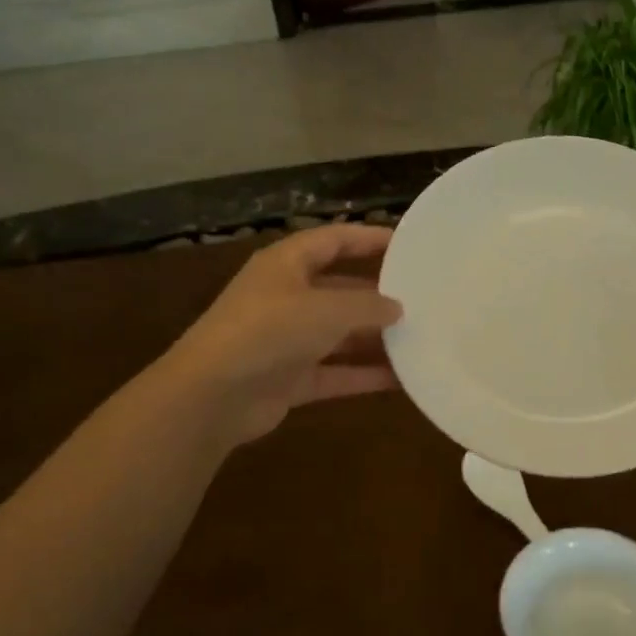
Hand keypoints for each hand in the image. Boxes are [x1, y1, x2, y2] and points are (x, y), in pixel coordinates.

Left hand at [159, 224, 403, 445]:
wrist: (213, 395)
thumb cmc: (269, 331)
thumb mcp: (326, 309)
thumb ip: (368, 306)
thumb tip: (397, 308)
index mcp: (286, 264)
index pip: (333, 240)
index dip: (368, 239)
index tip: (407, 244)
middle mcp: (286, 297)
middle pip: (339, 289)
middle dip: (377, 295)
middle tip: (422, 300)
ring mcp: (286, 340)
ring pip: (339, 334)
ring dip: (374, 339)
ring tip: (420, 339)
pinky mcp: (290, 378)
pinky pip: (335, 372)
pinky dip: (363, 375)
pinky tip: (401, 380)